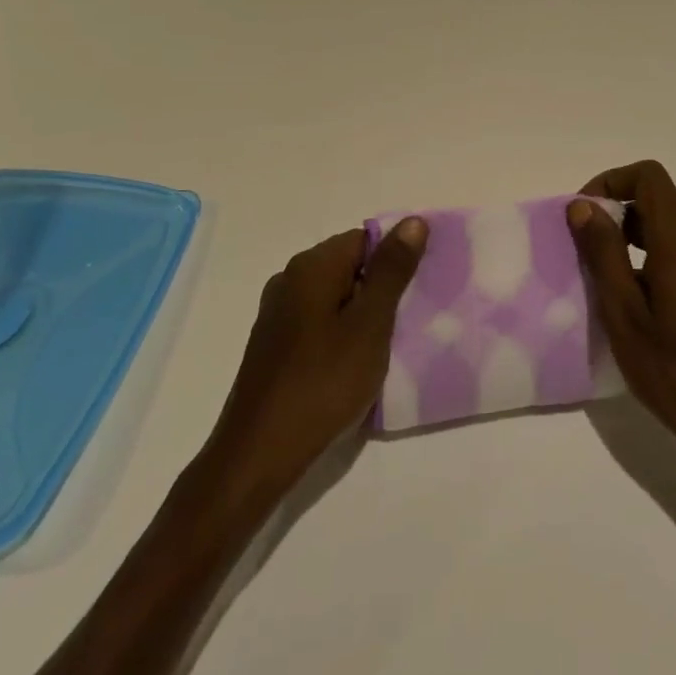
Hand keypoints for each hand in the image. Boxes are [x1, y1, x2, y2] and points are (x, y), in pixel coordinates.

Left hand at [204, 219, 428, 505]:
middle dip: (380, 289)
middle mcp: (289, 279)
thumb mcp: (370, 325)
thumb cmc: (323, 383)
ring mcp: (277, 313)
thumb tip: (413, 221)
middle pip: (348, 266)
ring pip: (334, 297)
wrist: (259, 453)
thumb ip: (392, 271)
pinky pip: (318, 323)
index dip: (395, 261)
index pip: (365, 239)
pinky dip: (340, 335)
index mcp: (311, 266)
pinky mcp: (274, 344)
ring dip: (362, 315)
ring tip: (385, 348)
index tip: (416, 294)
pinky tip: (353, 366)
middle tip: (407, 323)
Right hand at [568, 162, 675, 497]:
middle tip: (581, 254)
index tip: (582, 215)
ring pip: (664, 232)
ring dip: (627, 243)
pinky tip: (632, 309)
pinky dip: (646, 263)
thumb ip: (603, 253)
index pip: (649, 176)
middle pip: (655, 203)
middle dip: (612, 216)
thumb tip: (583, 206)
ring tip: (600, 286)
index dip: (610, 182)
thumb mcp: (625, 314)